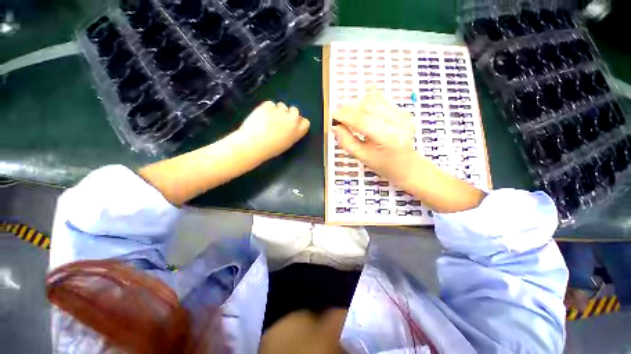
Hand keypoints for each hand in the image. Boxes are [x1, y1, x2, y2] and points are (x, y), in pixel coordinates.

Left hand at [238, 101, 310, 159]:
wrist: (254, 144)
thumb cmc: (271, 148)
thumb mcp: (287, 143)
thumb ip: (293, 133)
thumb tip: (291, 127)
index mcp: (297, 131)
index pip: (305, 122)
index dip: (298, 122)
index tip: (292, 125)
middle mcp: (292, 119)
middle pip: (295, 110)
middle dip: (289, 114)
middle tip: (280, 120)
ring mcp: (280, 111)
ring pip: (282, 105)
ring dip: (278, 110)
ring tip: (269, 118)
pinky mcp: (268, 105)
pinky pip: (270, 103)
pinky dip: (267, 108)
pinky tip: (262, 115)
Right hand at [332, 88, 418, 184]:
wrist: (407, 165)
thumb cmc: (384, 165)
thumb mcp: (362, 157)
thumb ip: (347, 142)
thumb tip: (336, 127)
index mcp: (386, 137)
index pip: (361, 120)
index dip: (345, 115)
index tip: (333, 115)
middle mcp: (396, 122)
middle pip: (368, 105)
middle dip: (350, 107)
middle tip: (339, 112)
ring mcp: (401, 115)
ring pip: (375, 99)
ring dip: (358, 103)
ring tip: (349, 111)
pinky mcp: (403, 111)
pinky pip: (382, 100)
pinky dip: (369, 102)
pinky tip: (362, 109)